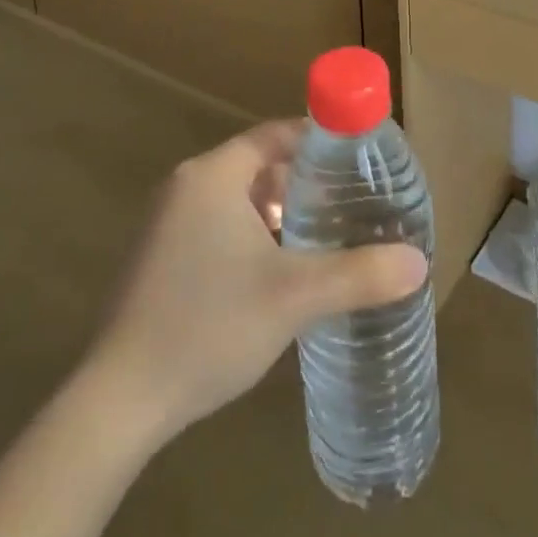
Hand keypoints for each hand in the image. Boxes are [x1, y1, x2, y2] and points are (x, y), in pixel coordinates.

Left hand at [84, 119, 428, 444]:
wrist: (118, 401)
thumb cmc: (208, 326)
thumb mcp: (294, 297)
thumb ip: (358, 274)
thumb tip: (418, 262)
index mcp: (213, 175)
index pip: (274, 135)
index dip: (317, 141)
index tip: (356, 159)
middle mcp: (185, 186)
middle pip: (258, 166)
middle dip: (303, 183)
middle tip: (347, 204)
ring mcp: (166, 223)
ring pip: (237, 200)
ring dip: (277, 214)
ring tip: (320, 238)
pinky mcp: (157, 257)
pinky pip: (215, 226)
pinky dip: (249, 237)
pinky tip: (274, 275)